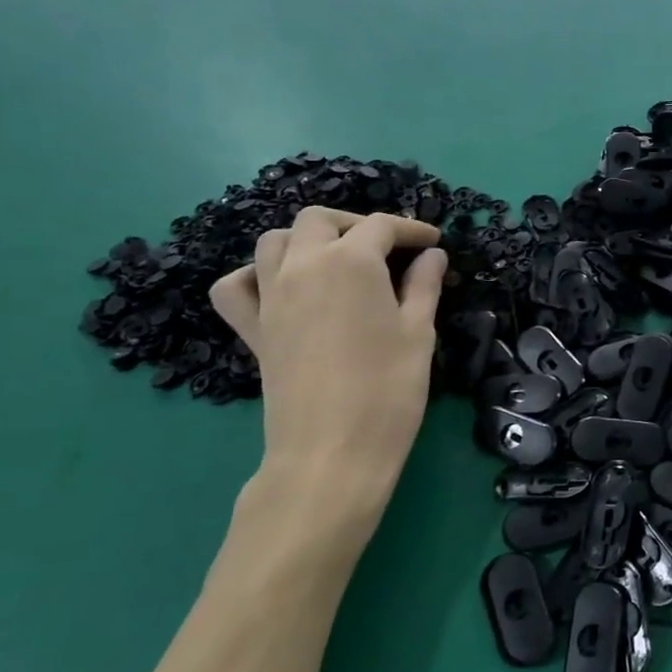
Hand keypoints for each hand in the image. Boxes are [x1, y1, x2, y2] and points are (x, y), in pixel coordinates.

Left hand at [209, 207, 446, 545]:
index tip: (434, 243)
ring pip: (274, 241)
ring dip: (307, 239)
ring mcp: (270, 296)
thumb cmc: (389, 389)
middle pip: (320, 220)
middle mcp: (303, 266)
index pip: (381, 226)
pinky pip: (236, 285)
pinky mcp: (252, 328)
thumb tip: (432, 256)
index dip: (412, 229)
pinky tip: (281, 287)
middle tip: (388, 248)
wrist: (333, 451)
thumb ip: (424, 286)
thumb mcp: (418, 332)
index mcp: (351, 263)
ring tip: (338, 260)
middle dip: (356, 224)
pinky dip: (255, 275)